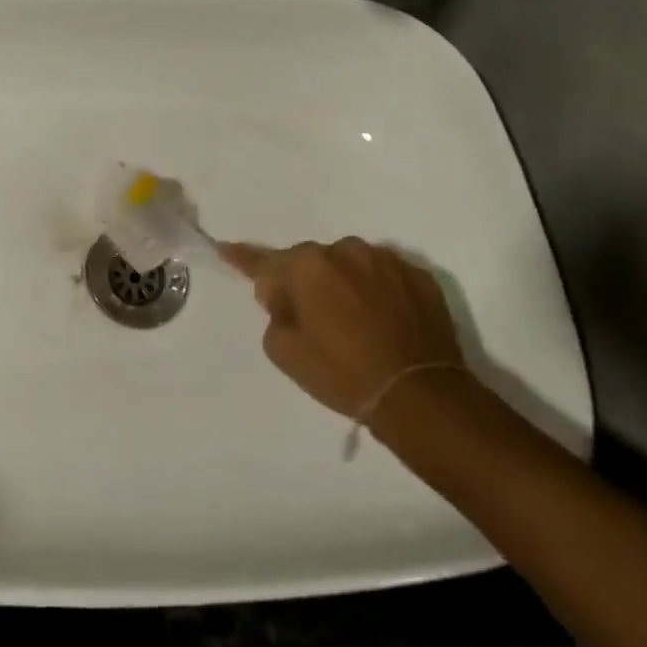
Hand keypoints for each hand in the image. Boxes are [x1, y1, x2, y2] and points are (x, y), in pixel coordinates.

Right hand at [219, 237, 465, 421]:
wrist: (422, 397)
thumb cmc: (344, 374)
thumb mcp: (285, 352)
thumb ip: (275, 314)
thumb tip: (286, 299)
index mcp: (307, 265)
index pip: (264, 261)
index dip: (242, 258)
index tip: (225, 248)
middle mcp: (345, 250)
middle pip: (311, 262)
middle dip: (306, 283)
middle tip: (313, 321)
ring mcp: (387, 260)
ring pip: (351, 266)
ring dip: (344, 284)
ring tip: (355, 323)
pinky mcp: (420, 276)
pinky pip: (386, 277)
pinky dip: (379, 292)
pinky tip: (385, 322)